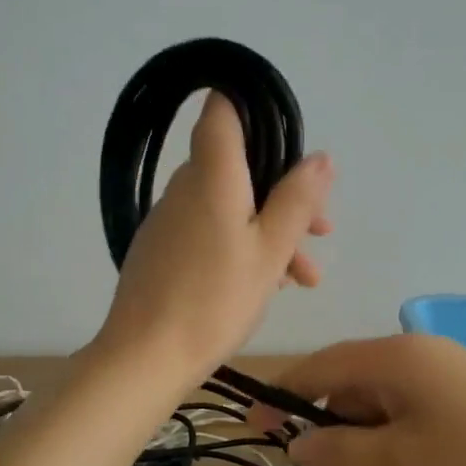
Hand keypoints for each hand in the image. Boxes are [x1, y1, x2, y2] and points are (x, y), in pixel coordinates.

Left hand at [93, 93, 333, 382]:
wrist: (145, 357)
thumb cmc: (215, 300)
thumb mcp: (270, 250)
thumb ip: (296, 200)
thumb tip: (320, 157)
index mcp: (211, 175)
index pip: (222, 110)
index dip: (253, 108)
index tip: (287, 139)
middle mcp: (184, 187)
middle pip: (237, 166)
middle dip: (283, 193)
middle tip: (319, 232)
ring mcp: (168, 219)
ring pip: (228, 205)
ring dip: (269, 230)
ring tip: (303, 278)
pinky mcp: (160, 249)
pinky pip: (208, 230)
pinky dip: (240, 245)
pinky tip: (266, 284)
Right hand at [270, 335, 465, 465]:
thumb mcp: (401, 461)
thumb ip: (339, 452)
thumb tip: (297, 444)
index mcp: (395, 359)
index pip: (321, 368)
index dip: (284, 396)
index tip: (254, 426)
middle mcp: (414, 368)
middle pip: (353, 419)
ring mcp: (441, 396)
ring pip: (385, 446)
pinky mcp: (462, 422)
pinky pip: (416, 452)